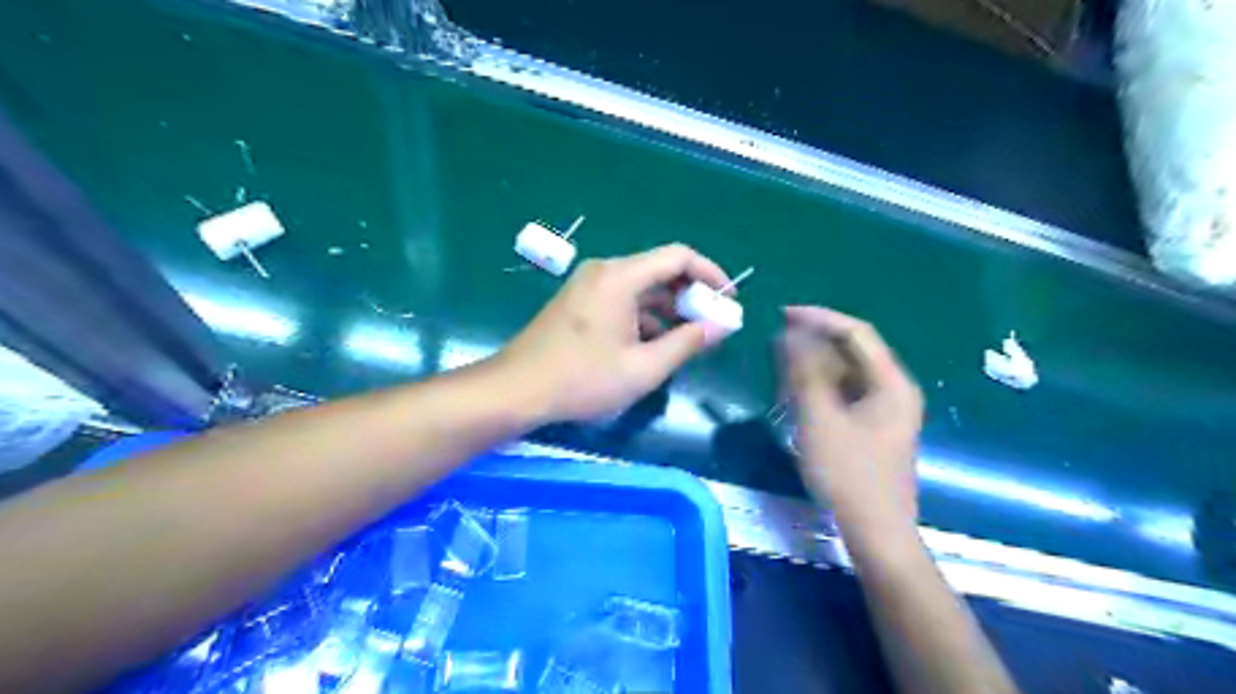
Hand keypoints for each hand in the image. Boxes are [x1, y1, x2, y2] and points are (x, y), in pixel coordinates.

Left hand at [496, 245, 732, 423]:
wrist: (516, 389)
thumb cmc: (582, 379)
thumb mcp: (643, 367)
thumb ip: (687, 343)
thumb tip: (722, 325)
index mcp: (621, 277)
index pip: (678, 256)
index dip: (710, 274)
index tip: (728, 301)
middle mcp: (605, 271)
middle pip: (660, 270)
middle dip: (691, 295)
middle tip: (713, 325)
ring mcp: (589, 286)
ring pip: (642, 287)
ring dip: (669, 309)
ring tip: (690, 339)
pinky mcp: (579, 302)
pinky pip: (623, 300)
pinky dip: (646, 316)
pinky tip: (656, 344)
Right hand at [775, 306, 922, 550]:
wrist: (876, 532)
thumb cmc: (848, 474)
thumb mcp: (820, 419)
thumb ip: (804, 372)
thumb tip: (791, 333)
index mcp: (891, 382)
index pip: (855, 333)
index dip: (819, 318)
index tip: (782, 313)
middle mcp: (894, 389)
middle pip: (852, 351)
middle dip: (814, 343)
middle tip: (776, 343)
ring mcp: (886, 410)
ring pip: (847, 373)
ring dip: (814, 366)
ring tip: (781, 368)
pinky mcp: (874, 428)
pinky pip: (845, 394)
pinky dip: (821, 389)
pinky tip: (798, 396)